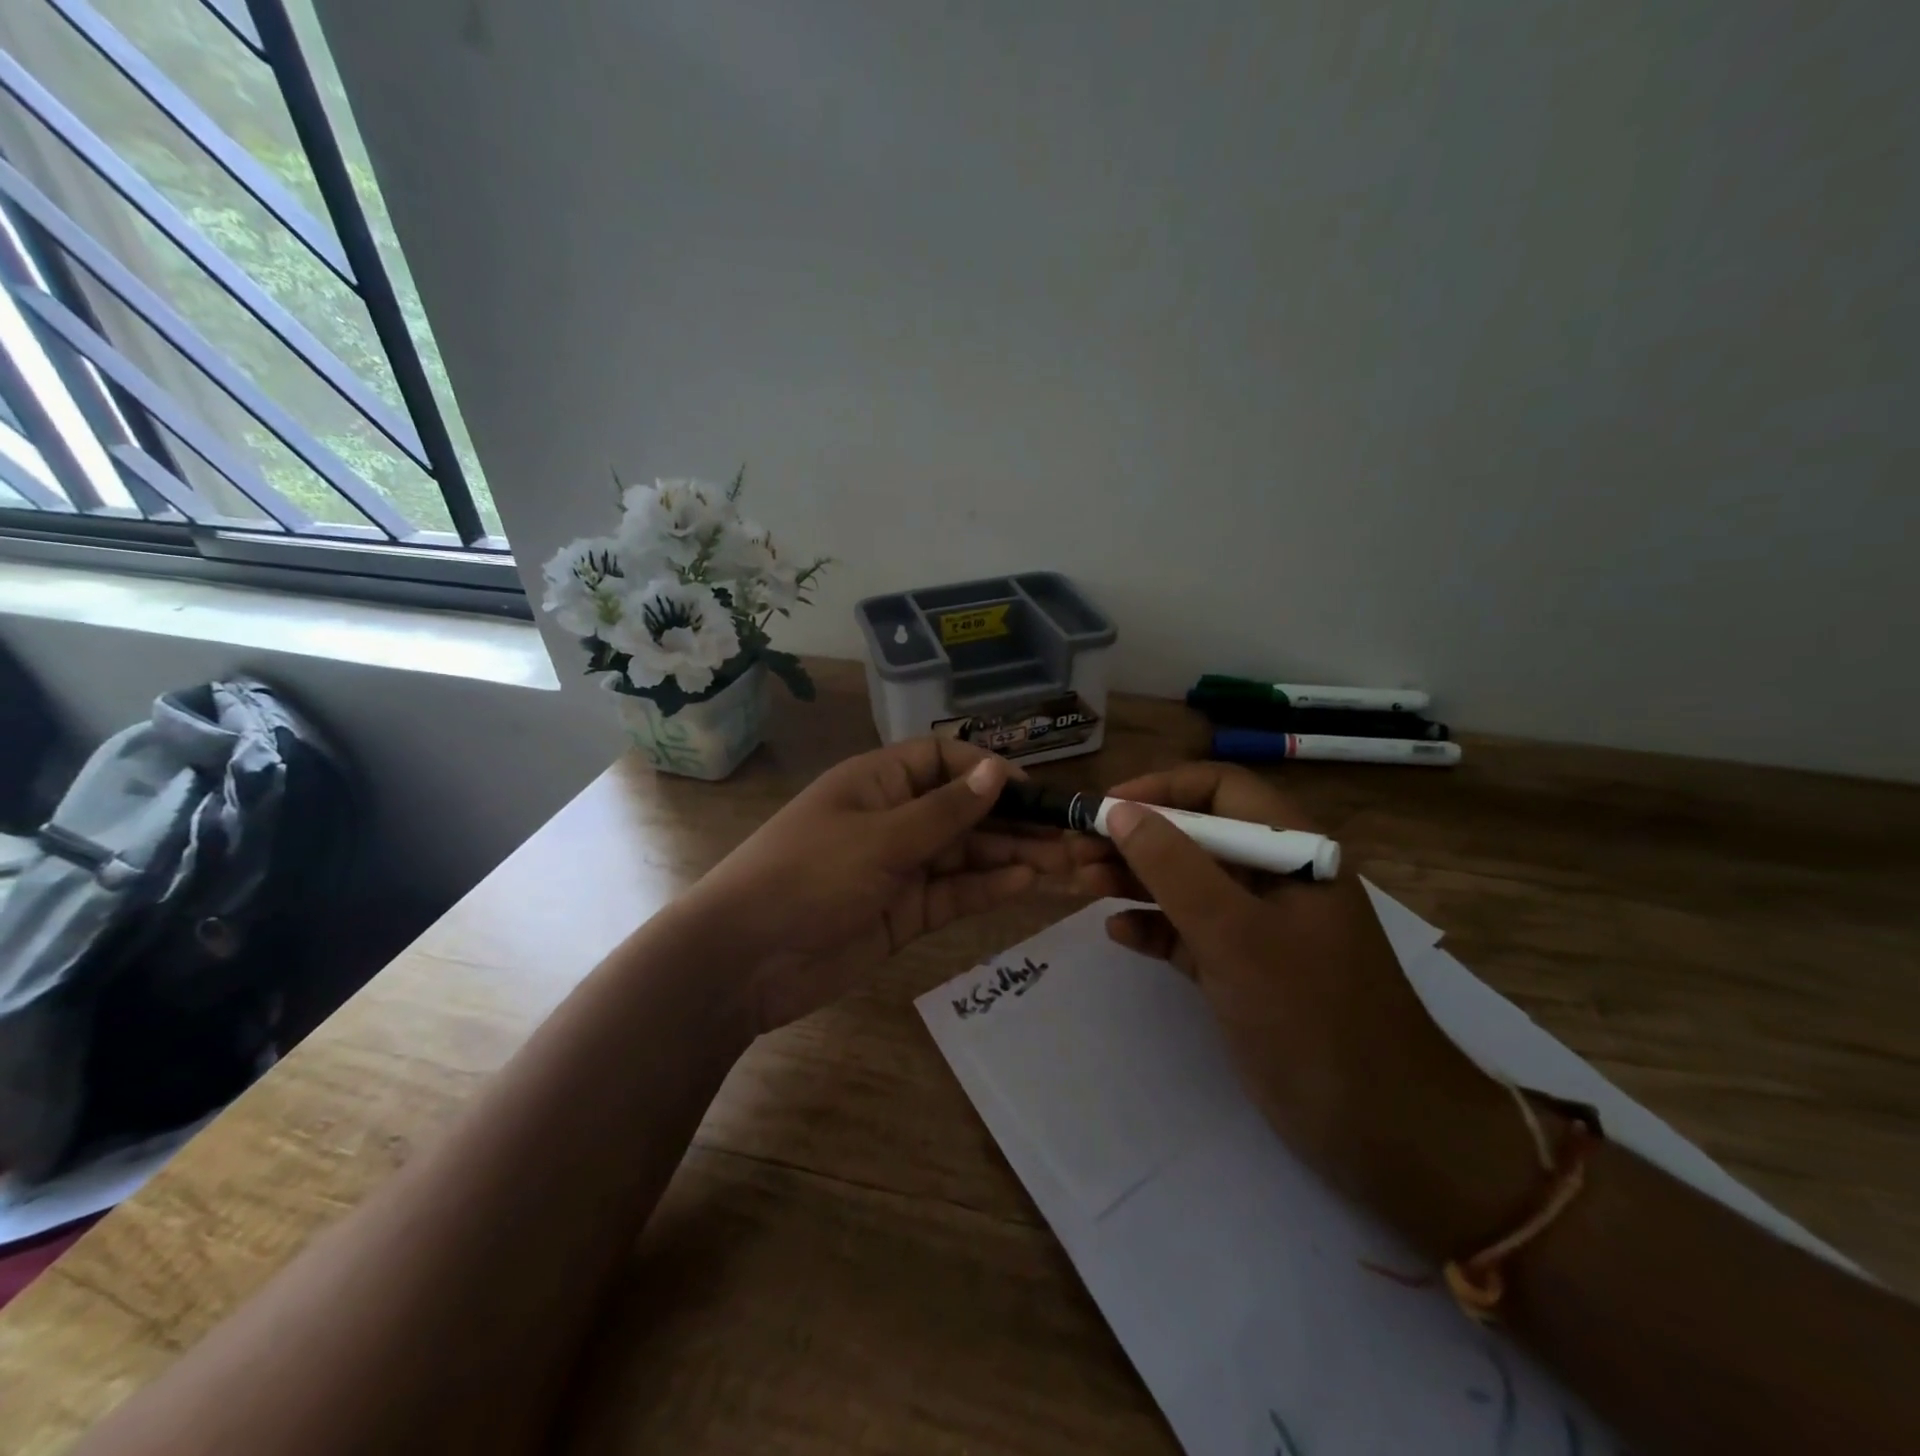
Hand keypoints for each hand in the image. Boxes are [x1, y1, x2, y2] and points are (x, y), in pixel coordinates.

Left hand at [685, 737, 1097, 1033]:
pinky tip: (1026, 883)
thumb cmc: (808, 876)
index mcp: (878, 783)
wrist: (745, 961)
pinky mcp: (904, 913)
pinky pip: (953, 893)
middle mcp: (893, 819)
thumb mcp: (880, 838)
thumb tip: (998, 771)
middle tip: (1067, 835)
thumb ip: (945, 811)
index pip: (942, 760)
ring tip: (1063, 861)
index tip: (1028, 790)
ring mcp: (899, 868)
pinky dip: (986, 888)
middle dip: (1011, 820)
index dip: (985, 771)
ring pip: (964, 855)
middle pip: (962, 811)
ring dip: (1010, 856)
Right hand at [1073, 763, 1533, 1256]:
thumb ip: (1174, 868)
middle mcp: (1276, 879)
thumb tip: (1121, 812)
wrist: (1385, 1131)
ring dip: (1136, 880)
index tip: (1107, 808)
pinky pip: (1190, 934)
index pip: (1221, 789)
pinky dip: (1155, 928)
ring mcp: (1260, 928)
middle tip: (1078, 851)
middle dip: (1136, 838)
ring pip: (1188, 885)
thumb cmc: (1311, 1015)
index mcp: (1292, 850)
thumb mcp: (1235, 934)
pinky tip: (1118, 933)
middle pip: (1196, 836)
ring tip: (1082, 883)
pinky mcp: (1245, 971)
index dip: (1162, 789)